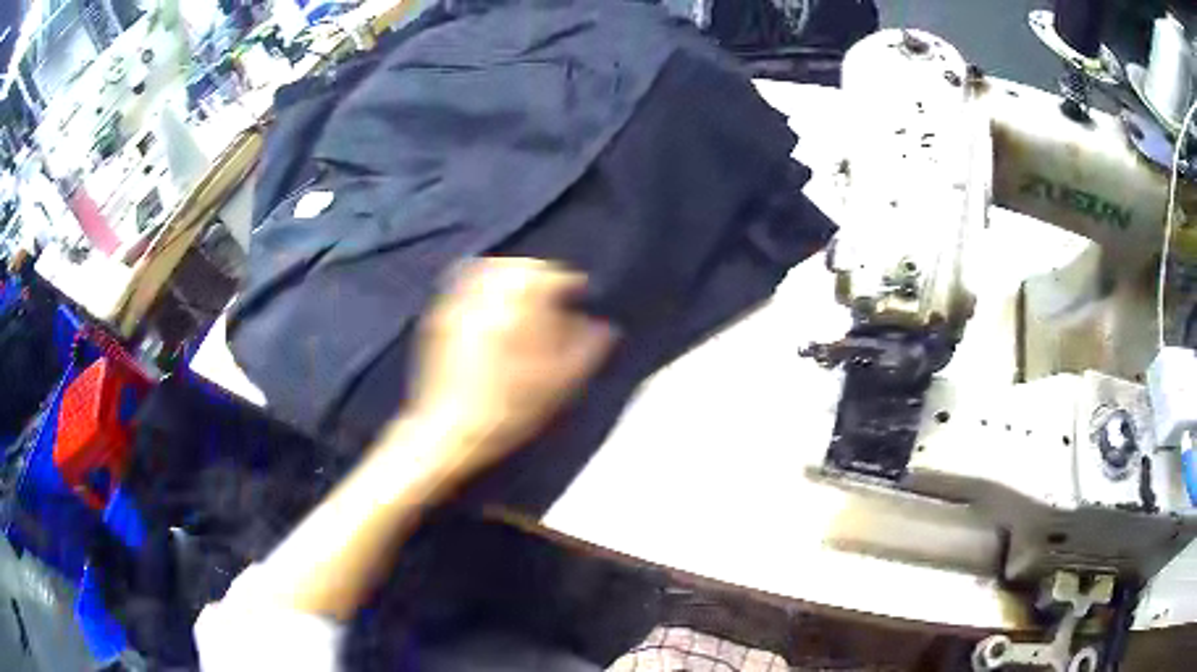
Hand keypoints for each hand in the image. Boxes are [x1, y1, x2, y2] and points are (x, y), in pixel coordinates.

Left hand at [401, 258, 616, 476]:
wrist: (451, 431)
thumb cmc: (509, 412)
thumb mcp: (558, 385)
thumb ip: (587, 350)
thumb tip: (605, 327)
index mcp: (516, 309)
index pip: (550, 277)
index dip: (570, 283)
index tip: (581, 294)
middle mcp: (485, 297)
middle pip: (519, 267)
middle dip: (541, 275)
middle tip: (555, 294)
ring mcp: (458, 304)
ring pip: (490, 270)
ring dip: (513, 275)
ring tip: (526, 296)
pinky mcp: (441, 318)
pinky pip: (465, 284)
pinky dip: (485, 285)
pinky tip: (494, 305)